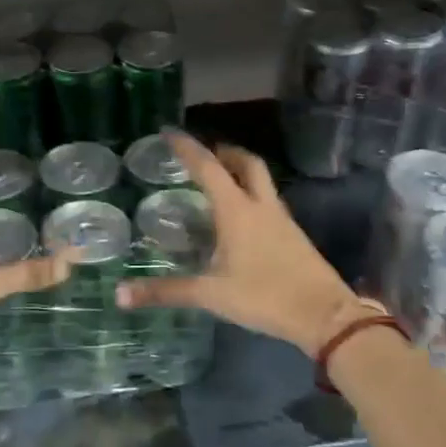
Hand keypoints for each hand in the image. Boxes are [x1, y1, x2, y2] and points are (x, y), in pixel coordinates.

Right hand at [115, 130, 372, 356]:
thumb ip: (167, 291)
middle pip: (246, 163)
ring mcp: (281, 219)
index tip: (169, 132)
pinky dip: (252, 196)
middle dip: (224, 152)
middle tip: (204, 155)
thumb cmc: (264, 297)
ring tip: (219, 182)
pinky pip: (268, 202)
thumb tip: (120, 294)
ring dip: (240, 172)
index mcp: (237, 210)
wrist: (324, 315)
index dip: (187, 148)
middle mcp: (261, 206)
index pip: (208, 167)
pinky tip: (242, 218)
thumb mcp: (211, 295)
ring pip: (261, 181)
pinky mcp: (293, 235)